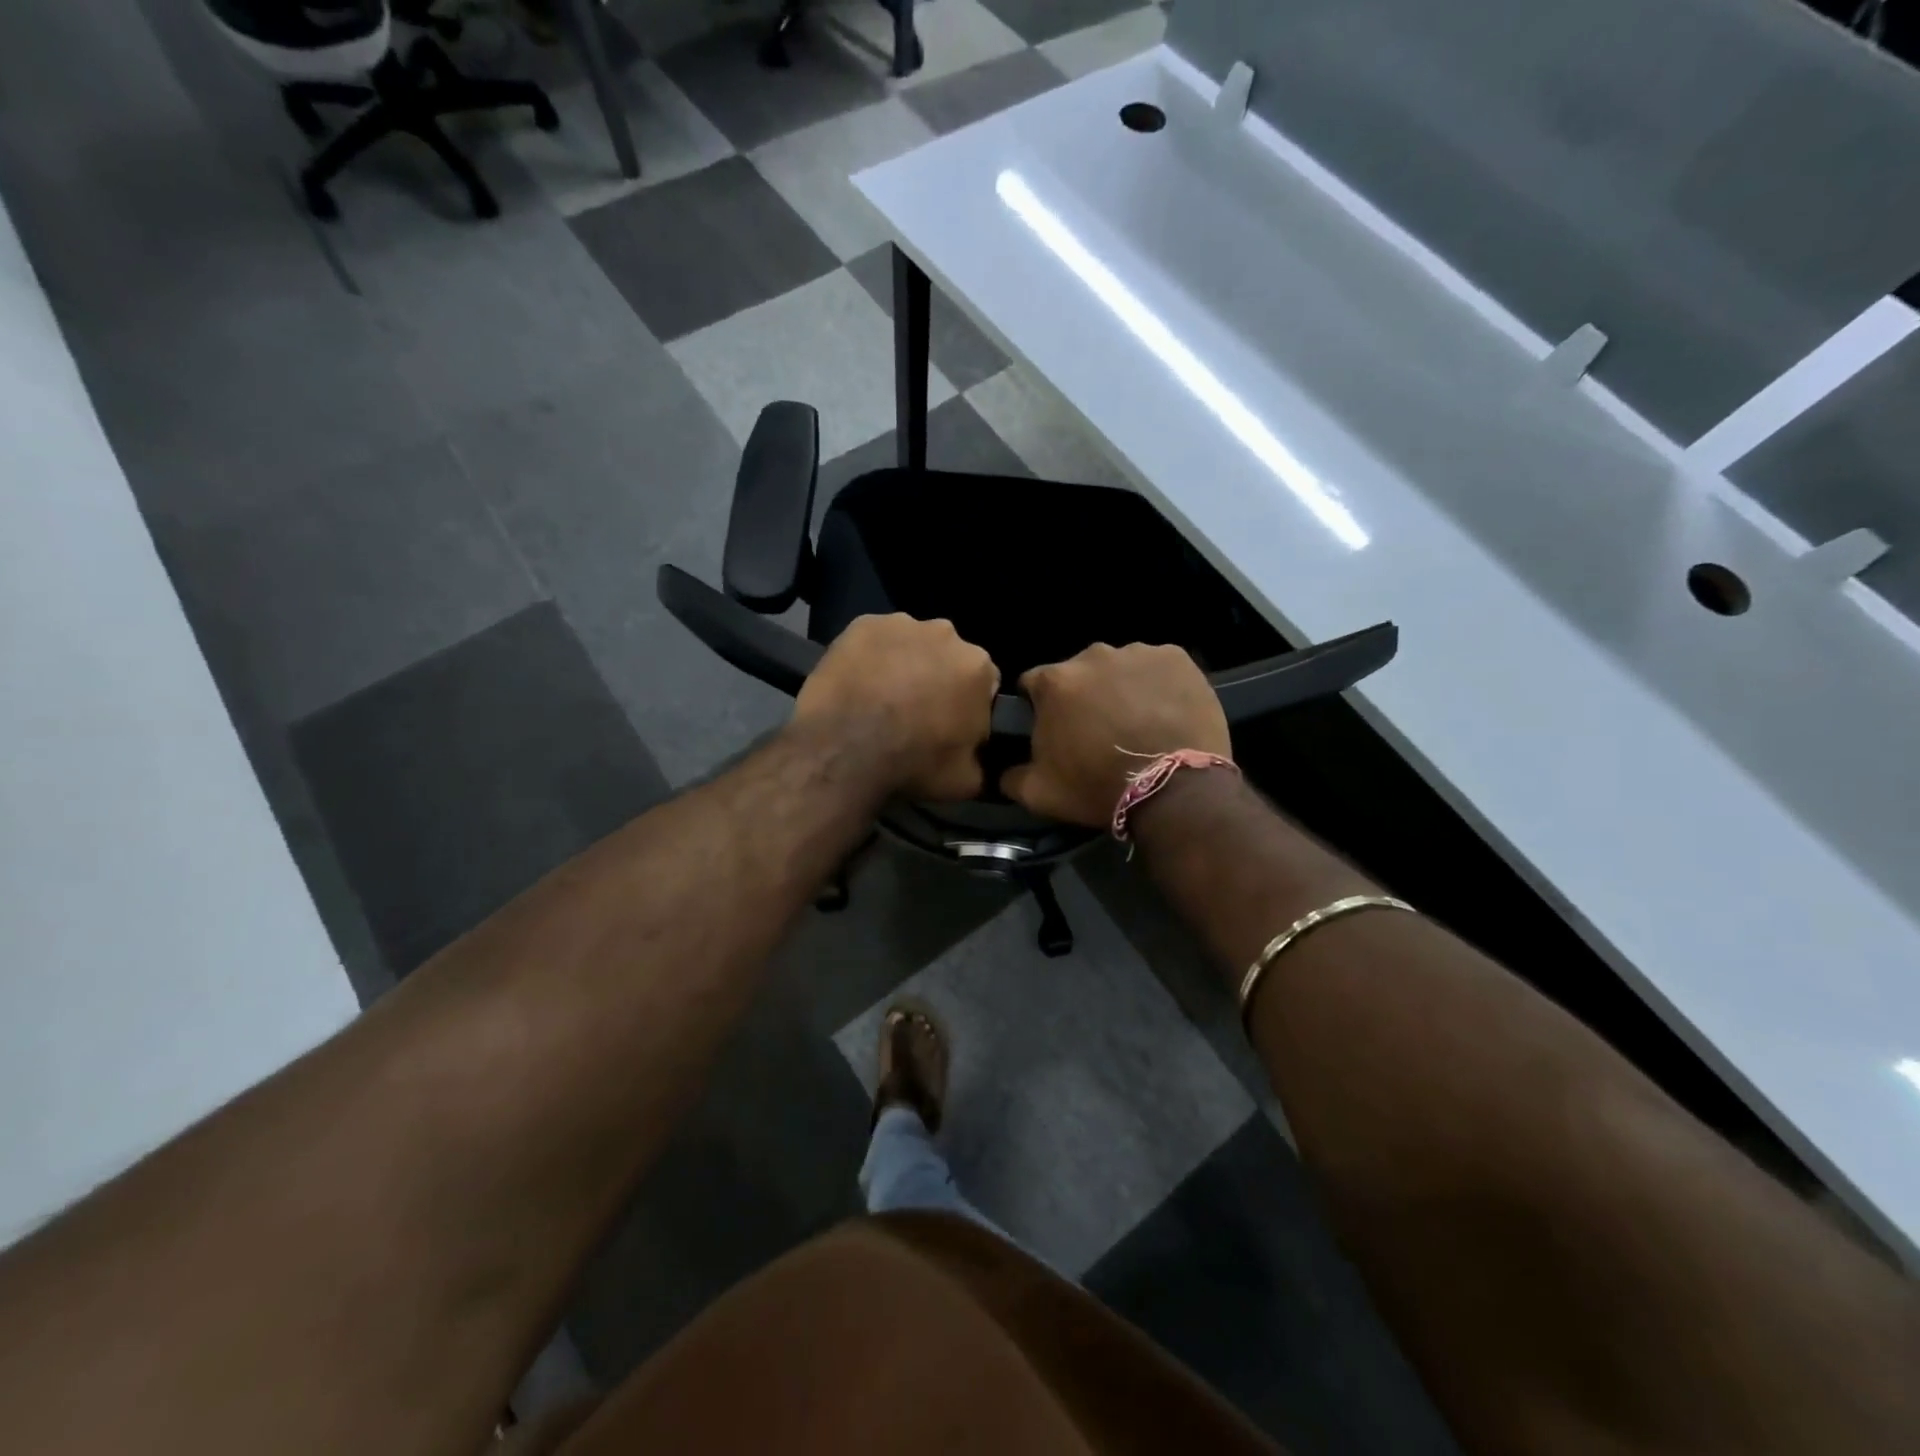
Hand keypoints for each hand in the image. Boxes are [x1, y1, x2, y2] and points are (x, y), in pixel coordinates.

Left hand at [792, 614, 998, 800]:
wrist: (846, 750)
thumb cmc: (914, 763)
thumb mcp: (967, 781)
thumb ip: (982, 760)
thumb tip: (980, 758)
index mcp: (979, 667)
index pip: (984, 684)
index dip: (968, 706)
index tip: (951, 726)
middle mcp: (946, 634)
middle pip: (947, 657)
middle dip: (938, 679)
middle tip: (915, 713)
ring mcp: (901, 624)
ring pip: (911, 645)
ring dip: (904, 665)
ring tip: (882, 699)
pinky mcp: (862, 624)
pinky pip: (874, 640)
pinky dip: (870, 657)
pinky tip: (858, 684)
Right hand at [1001, 643, 1227, 826]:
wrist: (1174, 789)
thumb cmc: (1099, 787)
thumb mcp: (1039, 793)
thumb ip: (1011, 776)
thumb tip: (1004, 771)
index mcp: (1054, 681)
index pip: (1032, 684)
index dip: (1039, 707)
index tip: (1054, 730)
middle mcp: (1092, 655)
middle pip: (1078, 673)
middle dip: (1083, 696)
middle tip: (1099, 731)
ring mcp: (1138, 653)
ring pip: (1119, 668)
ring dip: (1121, 688)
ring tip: (1137, 722)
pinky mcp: (1176, 658)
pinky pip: (1158, 668)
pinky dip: (1158, 684)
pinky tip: (1165, 712)